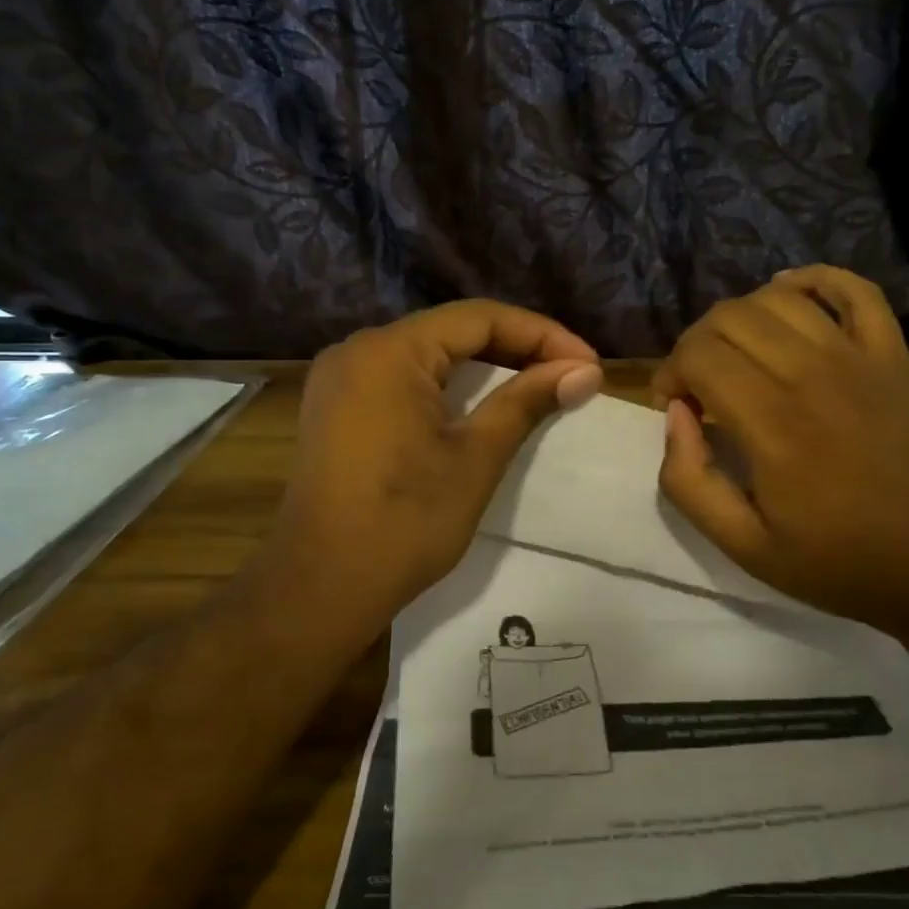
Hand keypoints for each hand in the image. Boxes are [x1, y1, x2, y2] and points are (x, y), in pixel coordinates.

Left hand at [268, 300, 603, 626]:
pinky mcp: (335, 408)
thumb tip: (586, 371)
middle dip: (516, 347)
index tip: (588, 363)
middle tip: (570, 373)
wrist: (320, 590)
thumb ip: (527, 401)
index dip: (541, 335)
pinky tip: (480, 401)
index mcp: (388, 351)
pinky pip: (402, 377)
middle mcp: (357, 350)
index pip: (479, 318)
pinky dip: (447, 385)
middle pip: (451, 331)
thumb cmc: (404, 522)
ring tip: (538, 382)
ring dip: (484, 366)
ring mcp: (339, 379)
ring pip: (427, 353)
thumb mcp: (475, 457)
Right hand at [651, 266, 908, 636]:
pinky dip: (816, 280)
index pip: (698, 355)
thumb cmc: (842, 563)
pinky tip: (791, 291)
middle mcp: (811, 374)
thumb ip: (689, 482)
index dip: (670, 373)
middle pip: (730, 317)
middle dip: (696, 344)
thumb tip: (676, 417)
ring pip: (779, 298)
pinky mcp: (895, 357)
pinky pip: (856, 291)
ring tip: (738, 354)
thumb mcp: (745, 547)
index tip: (676, 408)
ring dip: (742, 317)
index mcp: (771, 423)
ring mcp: (860, 358)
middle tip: (699, 385)